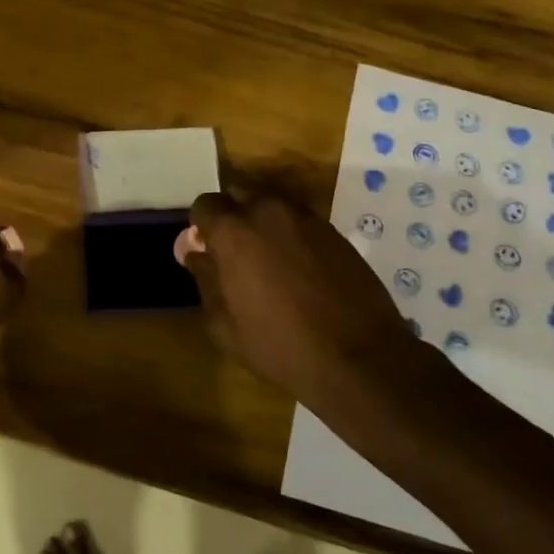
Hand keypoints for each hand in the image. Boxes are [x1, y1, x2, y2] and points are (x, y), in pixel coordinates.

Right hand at [178, 190, 421, 403]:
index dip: (202, 226)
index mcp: (234, 231)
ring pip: (273, 208)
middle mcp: (269, 211)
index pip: (205, 204)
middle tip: (237, 256)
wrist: (357, 357)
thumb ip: (204, 279)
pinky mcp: (335, 232)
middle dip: (233, 219)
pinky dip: (293, 238)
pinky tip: (300, 272)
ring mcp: (307, 218)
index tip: (207, 251)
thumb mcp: (224, 324)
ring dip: (264, 226)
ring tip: (271, 265)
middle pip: (240, 197)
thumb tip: (196, 254)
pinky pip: (301, 223)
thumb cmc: (279, 345)